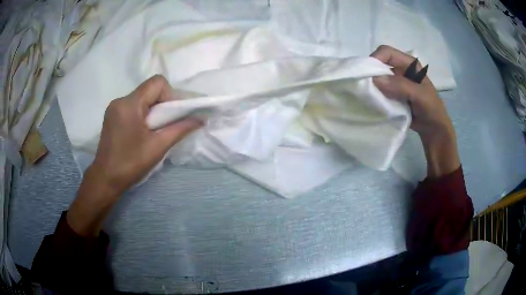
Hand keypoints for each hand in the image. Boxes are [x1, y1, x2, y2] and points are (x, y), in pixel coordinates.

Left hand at [67, 75, 200, 235]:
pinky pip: (132, 105)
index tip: (171, 115)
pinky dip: (142, 113)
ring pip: (141, 97)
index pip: (157, 82)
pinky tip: (142, 131)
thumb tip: (201, 119)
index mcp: (129, 104)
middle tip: (165, 124)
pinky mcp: (111, 115)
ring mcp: (114, 107)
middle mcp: (120, 100)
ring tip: (153, 130)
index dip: (169, 94)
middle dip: (162, 103)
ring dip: (152, 109)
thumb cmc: (131, 164)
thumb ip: (180, 129)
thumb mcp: (158, 147)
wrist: (106, 179)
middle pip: (149, 89)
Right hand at [370, 45, 459, 177]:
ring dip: (373, 86)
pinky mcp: (393, 94)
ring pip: (378, 78)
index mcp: (409, 63)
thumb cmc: (431, 109)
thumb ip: (400, 86)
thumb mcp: (419, 96)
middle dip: (372, 73)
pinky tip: (374, 103)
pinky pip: (380, 91)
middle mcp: (400, 69)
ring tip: (369, 97)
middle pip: (380, 64)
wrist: (434, 129)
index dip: (375, 59)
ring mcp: (396, 82)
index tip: (368, 75)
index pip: (387, 52)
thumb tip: (375, 79)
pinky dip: (376, 95)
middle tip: (366, 88)